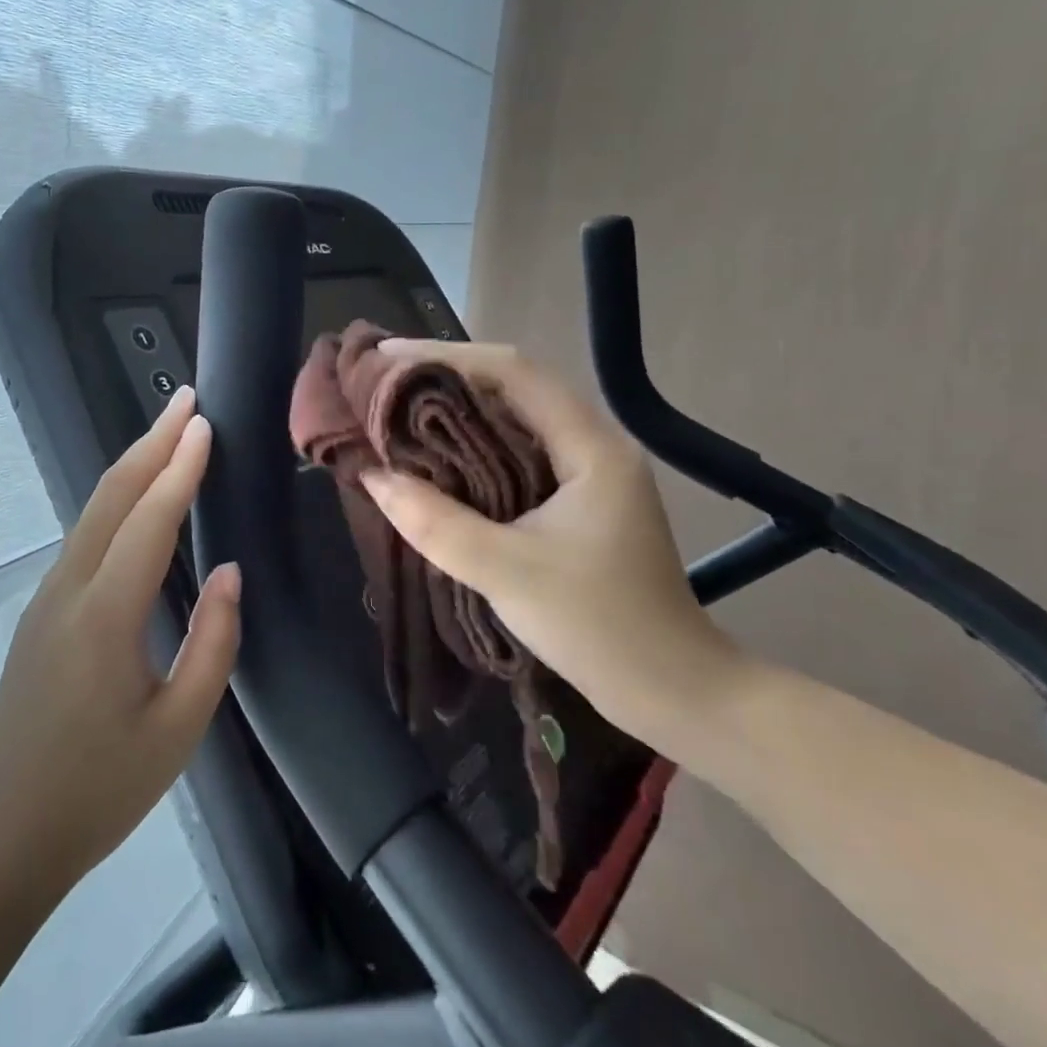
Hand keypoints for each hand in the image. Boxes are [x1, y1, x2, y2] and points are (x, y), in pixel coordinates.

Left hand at [0, 387, 239, 893]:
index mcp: (104, 618)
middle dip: (150, 443)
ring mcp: (47, 598)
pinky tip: (138, 498)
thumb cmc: (98, 790)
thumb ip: (211, 643)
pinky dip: (117, 500)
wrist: (1, 837)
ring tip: (169, 435)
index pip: (148, 522)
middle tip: (185, 401)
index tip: (204, 424)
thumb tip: (228, 571)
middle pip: (110, 497)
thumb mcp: (178, 729)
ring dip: (132, 466)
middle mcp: (68, 591)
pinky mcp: (42, 612)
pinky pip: (85, 537)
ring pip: (92, 512)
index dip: (179, 469)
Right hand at [360, 341, 744, 738]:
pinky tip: (440, 455)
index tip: (387, 355)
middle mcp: (594, 444)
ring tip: (401, 407)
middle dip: (448, 375)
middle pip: (514, 385)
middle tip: (385, 380)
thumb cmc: (598, 627)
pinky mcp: (580, 500)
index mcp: (591, 446)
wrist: (672, 690)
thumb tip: (374, 477)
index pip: (514, 372)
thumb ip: (437, 523)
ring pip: (516, 418)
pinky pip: (520, 451)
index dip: (447, 355)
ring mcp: (590, 472)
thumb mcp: (507, 573)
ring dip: (461, 409)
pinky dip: (476, 444)